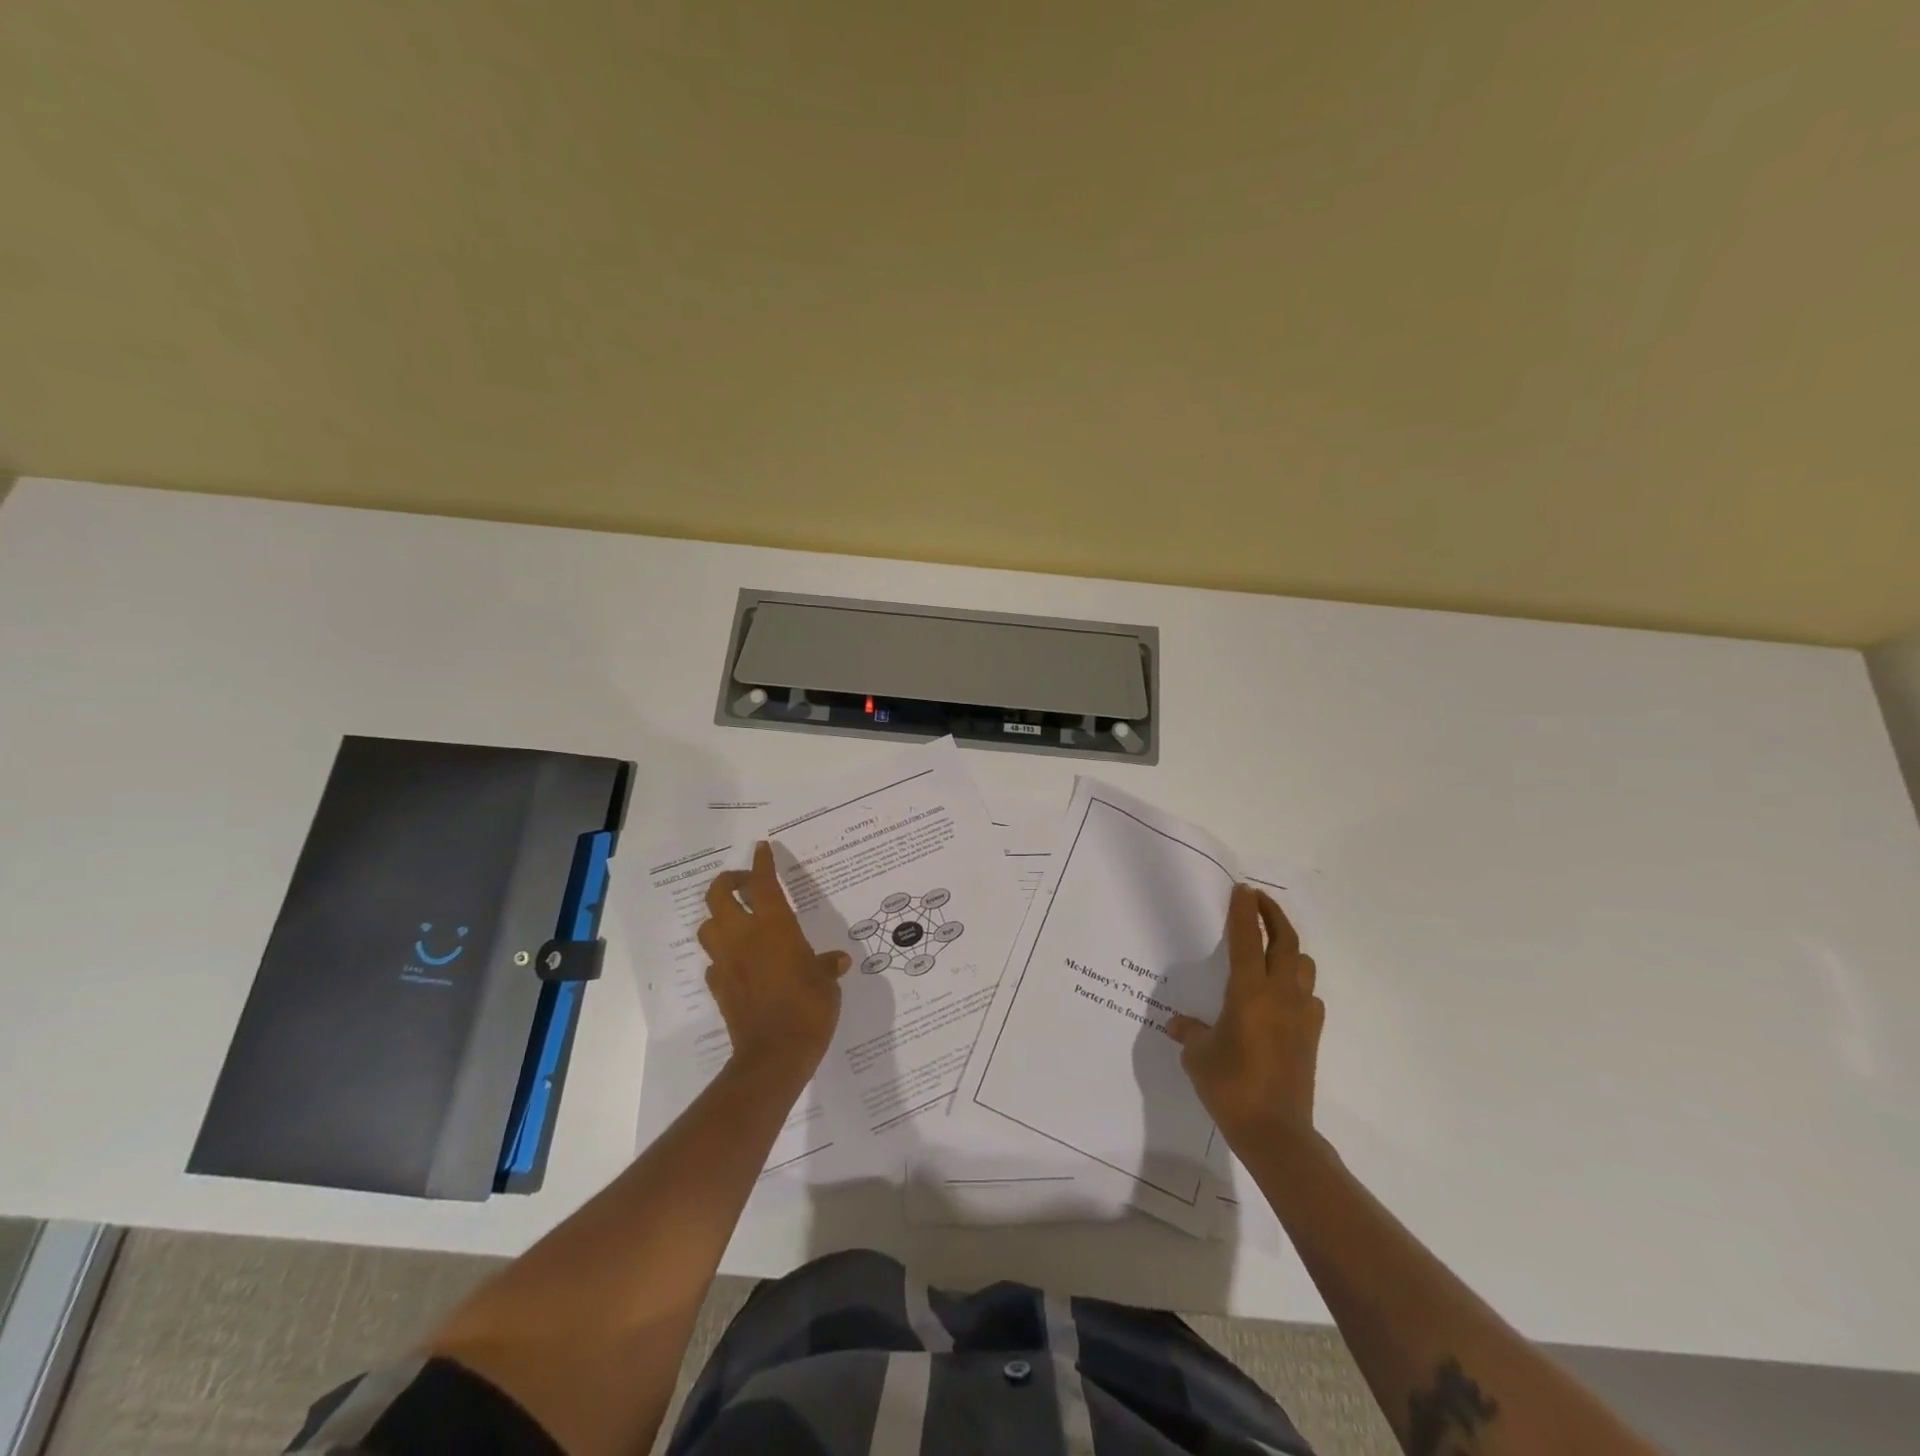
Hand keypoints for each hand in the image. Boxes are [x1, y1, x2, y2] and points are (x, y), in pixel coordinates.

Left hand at [697, 842, 850, 1077]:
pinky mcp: (718, 987)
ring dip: (719, 916)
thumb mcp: (827, 982)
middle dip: (729, 881)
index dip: (762, 863)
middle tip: (746, 883)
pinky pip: (713, 962)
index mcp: (774, 927)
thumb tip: (837, 960)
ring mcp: (726, 962)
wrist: (774, 1054)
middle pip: (719, 895)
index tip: (762, 848)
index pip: (763, 884)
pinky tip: (738, 961)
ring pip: (708, 925)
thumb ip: (826, 966)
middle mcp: (744, 937)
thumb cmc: (808, 1008)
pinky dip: (722, 955)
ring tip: (738, 919)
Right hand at [1168, 885, 1322, 1144]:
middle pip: (1285, 941)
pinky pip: (1309, 996)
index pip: (1247, 939)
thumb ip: (1190, 1032)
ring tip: (1270, 947)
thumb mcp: (1198, 1056)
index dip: (1244, 911)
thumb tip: (1179, 1025)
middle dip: (1273, 915)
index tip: (1242, 890)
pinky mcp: (1312, 1035)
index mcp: (1248, 992)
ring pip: (1303, 965)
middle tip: (1259, 901)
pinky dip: (1297, 984)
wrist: (1276, 1131)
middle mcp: (1280, 995)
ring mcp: (1301, 1015)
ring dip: (1288, 948)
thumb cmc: (1230, 1086)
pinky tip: (1281, 996)